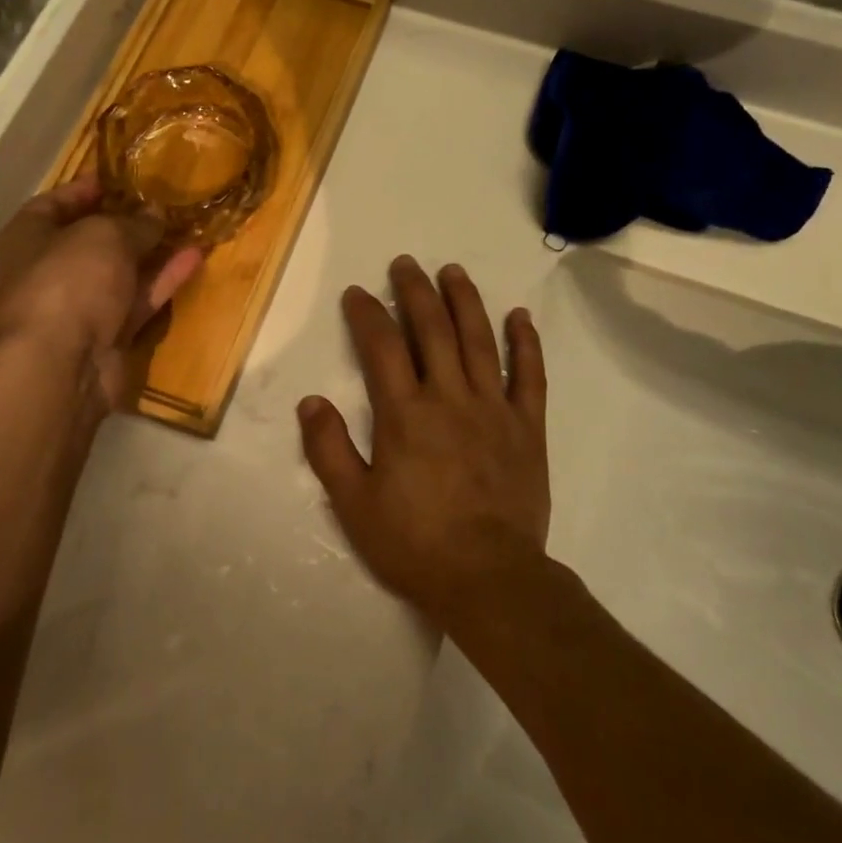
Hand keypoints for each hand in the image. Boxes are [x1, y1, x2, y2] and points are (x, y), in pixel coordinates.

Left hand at [0, 175, 200, 416]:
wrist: (60, 365)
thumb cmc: (68, 281)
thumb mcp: (105, 235)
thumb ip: (135, 222)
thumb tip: (155, 214)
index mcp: (29, 237)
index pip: (57, 202)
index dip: (90, 187)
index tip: (126, 176)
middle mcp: (50, 270)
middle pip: (93, 239)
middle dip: (129, 221)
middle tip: (167, 201)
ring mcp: (80, 305)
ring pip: (122, 271)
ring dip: (154, 251)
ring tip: (190, 225)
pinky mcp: (108, 334)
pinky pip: (139, 299)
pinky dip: (164, 280)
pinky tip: (195, 257)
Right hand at [297, 256, 549, 623]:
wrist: (490, 579)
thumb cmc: (416, 544)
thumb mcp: (355, 505)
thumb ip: (330, 450)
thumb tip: (311, 400)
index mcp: (405, 414)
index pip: (381, 347)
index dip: (367, 314)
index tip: (358, 292)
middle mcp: (450, 397)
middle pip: (431, 329)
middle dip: (415, 291)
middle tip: (405, 263)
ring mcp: (494, 408)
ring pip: (479, 340)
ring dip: (465, 301)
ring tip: (453, 271)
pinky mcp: (528, 427)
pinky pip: (530, 376)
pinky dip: (526, 343)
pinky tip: (520, 316)